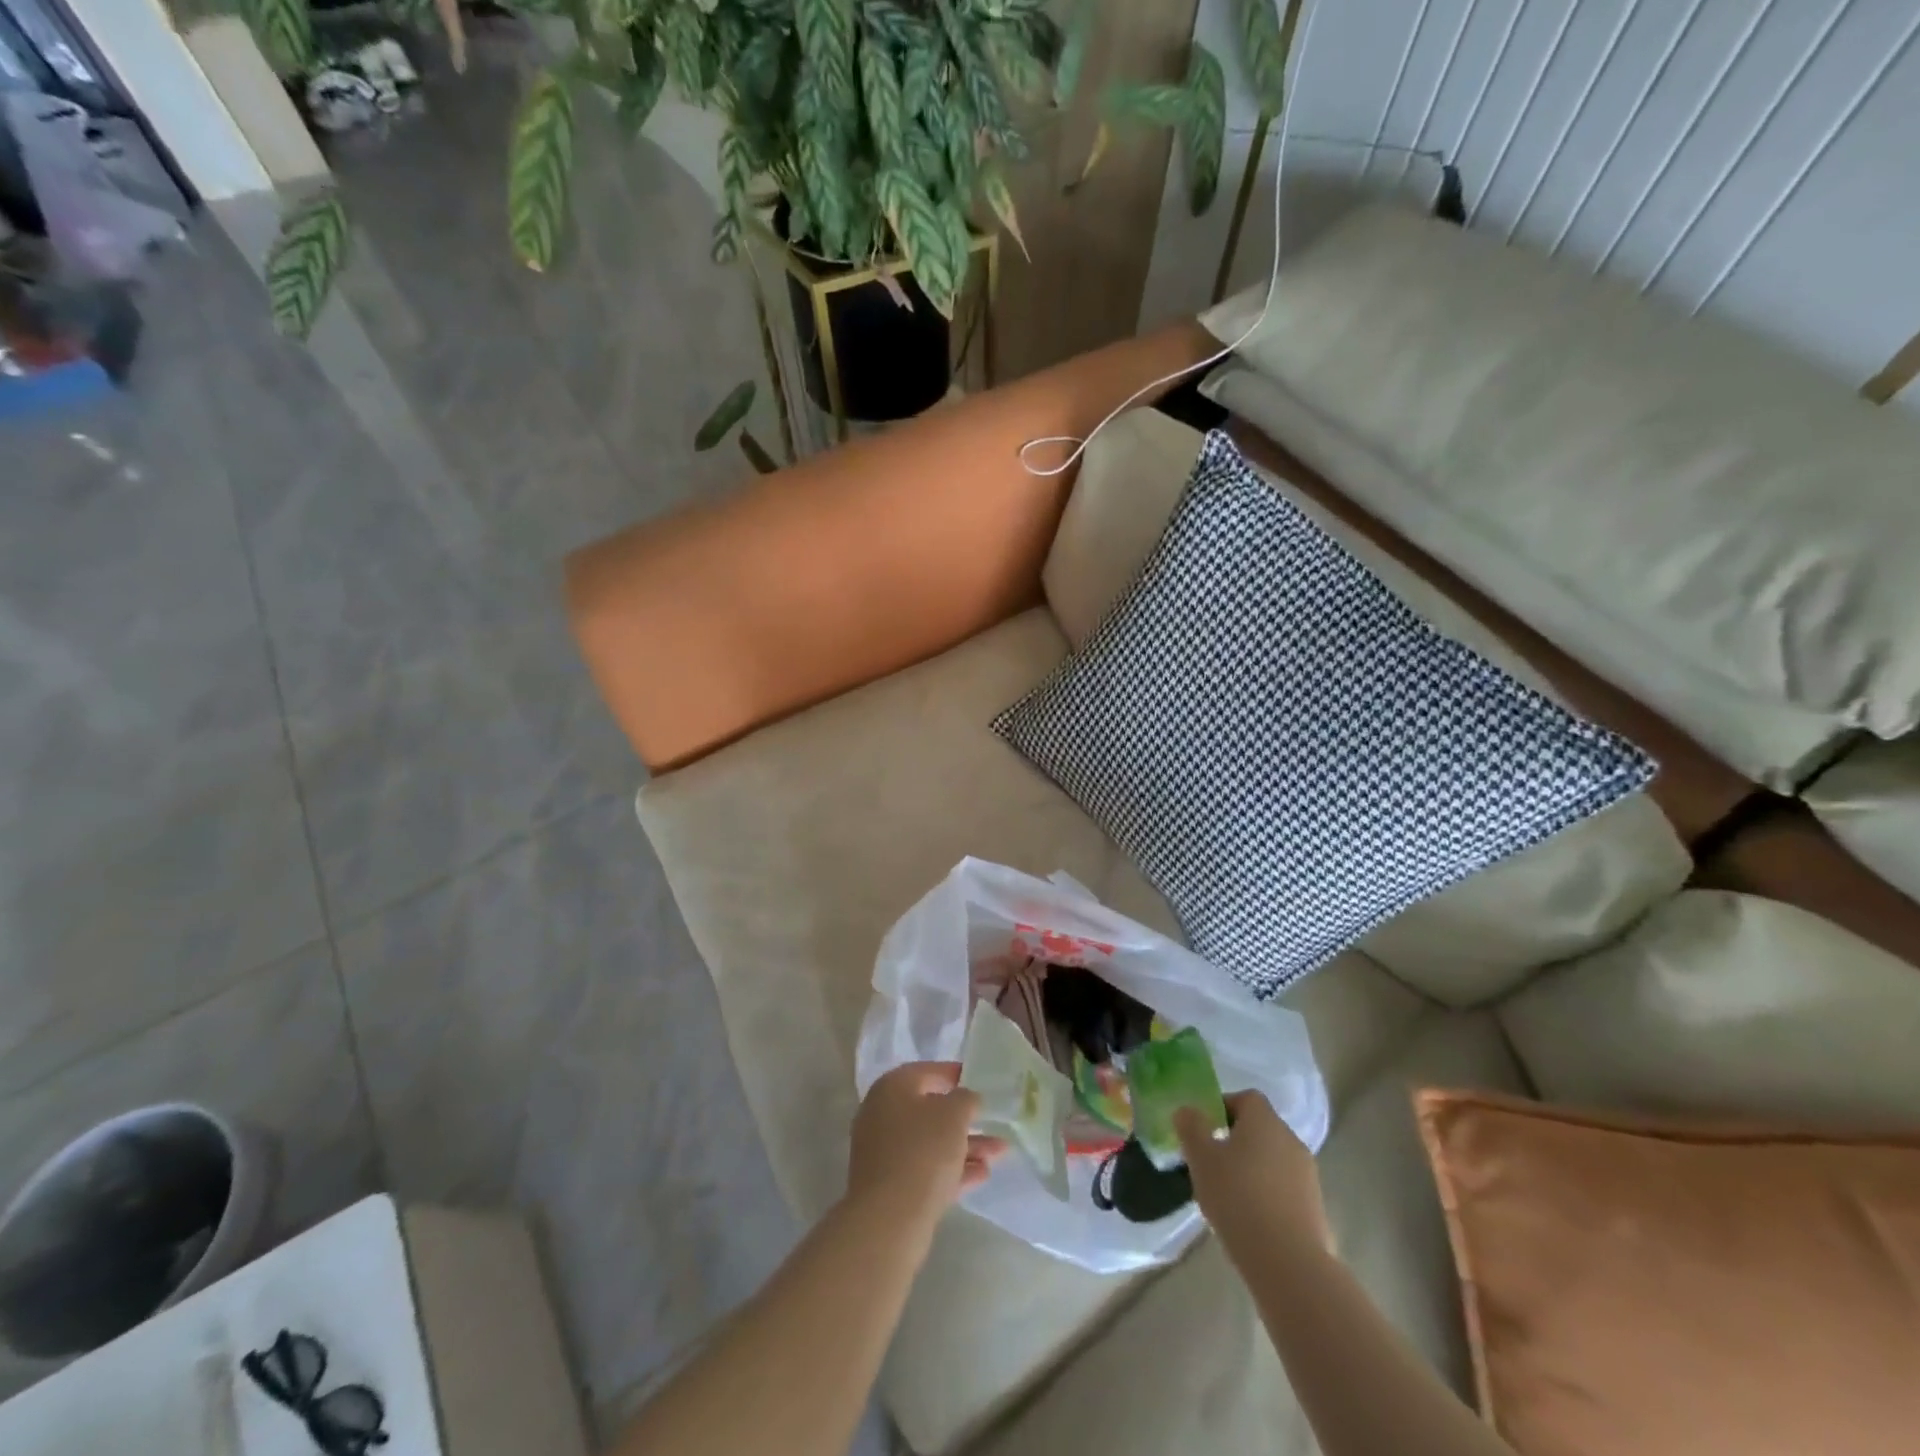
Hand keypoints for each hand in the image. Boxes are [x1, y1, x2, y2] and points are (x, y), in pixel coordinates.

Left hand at [847, 1063, 1005, 1233]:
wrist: (889, 1219)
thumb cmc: (922, 1151)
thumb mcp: (953, 1115)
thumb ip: (965, 1099)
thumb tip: (965, 1099)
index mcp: (892, 1088)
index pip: (925, 1071)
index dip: (952, 1073)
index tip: (976, 1079)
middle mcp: (883, 1115)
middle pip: (929, 1110)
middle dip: (964, 1117)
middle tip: (991, 1119)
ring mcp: (885, 1153)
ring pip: (931, 1142)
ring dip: (966, 1145)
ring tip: (1000, 1152)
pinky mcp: (892, 1186)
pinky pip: (927, 1169)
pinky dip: (953, 1169)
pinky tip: (983, 1174)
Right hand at [1176, 1091, 1329, 1258]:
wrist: (1288, 1263)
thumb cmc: (1237, 1197)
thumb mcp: (1200, 1158)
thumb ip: (1191, 1128)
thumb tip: (1188, 1111)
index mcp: (1265, 1121)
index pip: (1246, 1098)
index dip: (1224, 1107)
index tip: (1206, 1131)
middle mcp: (1291, 1140)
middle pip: (1260, 1130)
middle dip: (1236, 1142)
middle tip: (1212, 1165)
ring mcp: (1308, 1176)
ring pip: (1273, 1161)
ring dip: (1252, 1171)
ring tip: (1229, 1197)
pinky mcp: (1316, 1209)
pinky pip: (1284, 1190)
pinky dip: (1268, 1196)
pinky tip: (1251, 1221)